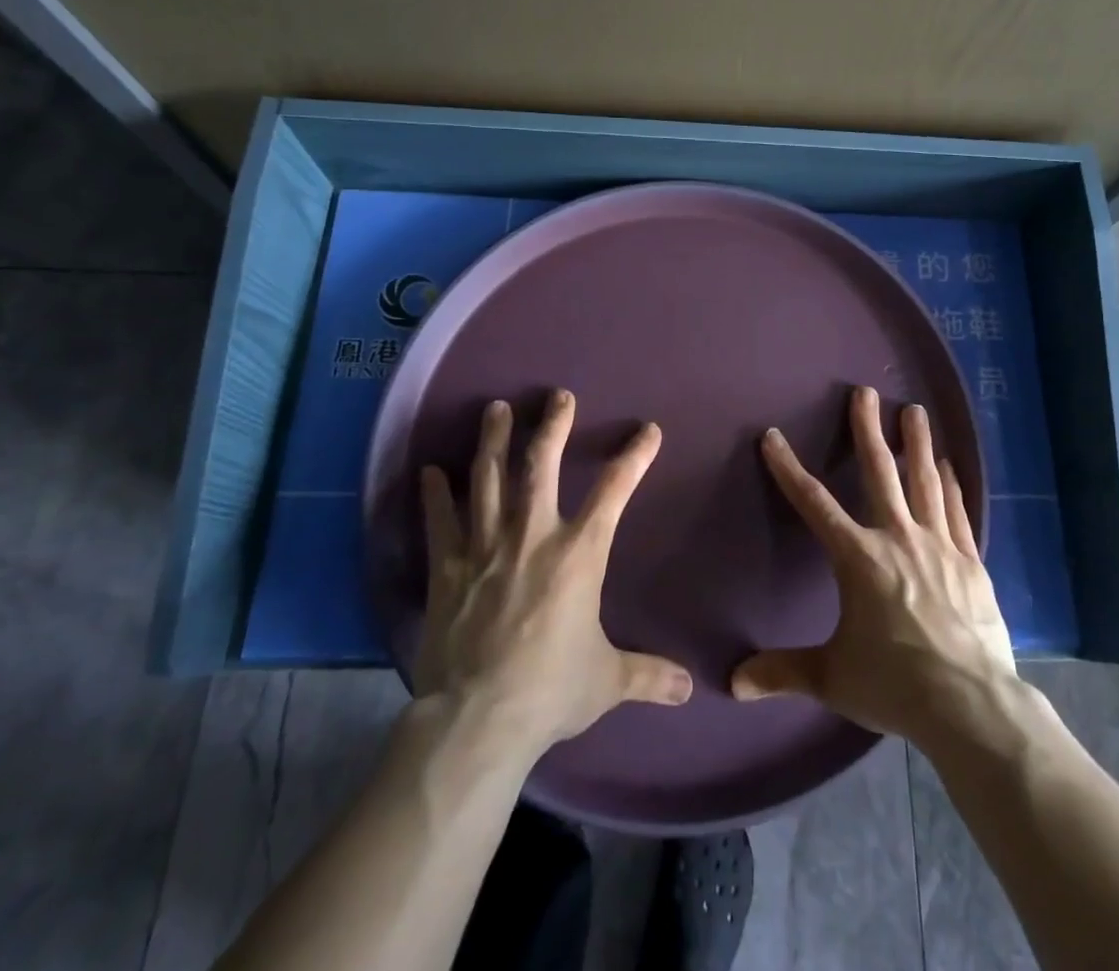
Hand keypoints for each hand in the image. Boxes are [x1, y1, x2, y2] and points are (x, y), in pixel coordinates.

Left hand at [413, 390, 692, 766]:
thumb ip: (647, 675)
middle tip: (557, 396)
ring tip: (495, 409)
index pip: (615, 491)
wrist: (476, 720)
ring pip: (488, 479)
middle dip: (552, 426)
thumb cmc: (549, 691)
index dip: (635, 457)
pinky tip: (430, 470)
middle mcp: (533, 536)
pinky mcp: (447, 569)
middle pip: (542, 465)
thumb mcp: (607, 682)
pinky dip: (435, 495)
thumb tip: (688, 690)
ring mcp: (485, 548)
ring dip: (493, 441)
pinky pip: (440, 522)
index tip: (648, 430)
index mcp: (579, 553)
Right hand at [730, 386, 1015, 744]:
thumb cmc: (895, 684)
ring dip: (917, 443)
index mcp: (859, 558)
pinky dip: (950, 486)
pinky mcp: (970, 562)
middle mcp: (898, 538)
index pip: (814, 504)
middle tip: (866, 392)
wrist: (971, 705)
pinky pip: (956, 512)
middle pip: (880, 472)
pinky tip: (948, 466)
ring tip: (915, 410)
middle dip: (868, 430)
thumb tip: (732, 683)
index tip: (773, 437)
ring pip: (924, 482)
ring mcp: (939, 546)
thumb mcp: (832, 677)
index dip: (789, 468)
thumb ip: (783, 672)